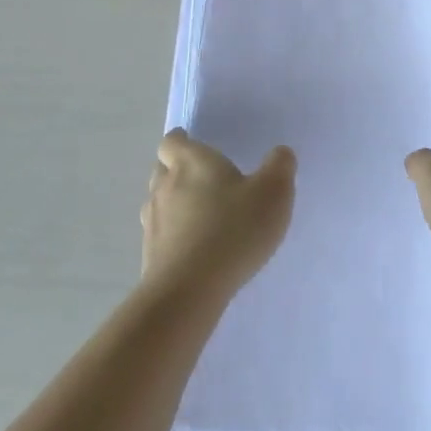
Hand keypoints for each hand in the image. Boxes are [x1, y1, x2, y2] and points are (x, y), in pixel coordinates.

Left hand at [141, 130, 295, 298]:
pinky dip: (174, 233)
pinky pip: (160, 233)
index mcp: (191, 162)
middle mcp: (164, 186)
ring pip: (157, 201)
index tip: (192, 143)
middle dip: (176, 169)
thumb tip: (280, 153)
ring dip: (173, 202)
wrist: (190, 289)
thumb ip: (279, 166)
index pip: (172, 142)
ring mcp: (153, 222)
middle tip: (202, 178)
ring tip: (199, 213)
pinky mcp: (150, 254)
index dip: (181, 141)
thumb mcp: (273, 192)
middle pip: (161, 169)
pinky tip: (195, 246)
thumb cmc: (234, 229)